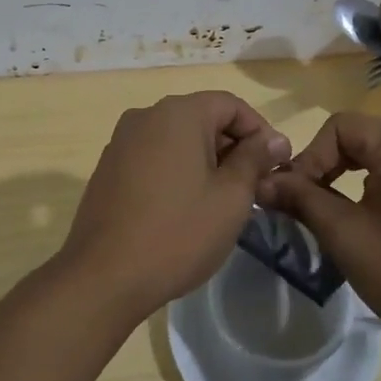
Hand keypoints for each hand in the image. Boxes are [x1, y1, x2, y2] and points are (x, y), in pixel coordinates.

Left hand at [59, 92, 291, 323]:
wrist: (104, 276)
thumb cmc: (179, 232)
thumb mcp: (231, 197)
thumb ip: (254, 159)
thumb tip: (274, 139)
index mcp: (178, 113)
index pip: (230, 104)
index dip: (259, 130)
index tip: (276, 164)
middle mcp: (146, 115)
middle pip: (202, 118)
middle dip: (233, 147)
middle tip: (255, 187)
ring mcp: (122, 141)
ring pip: (177, 138)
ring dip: (206, 160)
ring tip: (223, 200)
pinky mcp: (108, 167)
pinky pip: (154, 156)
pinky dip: (177, 170)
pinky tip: (185, 207)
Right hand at [258, 112, 380, 350]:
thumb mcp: (346, 235)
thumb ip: (302, 200)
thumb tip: (263, 182)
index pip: (339, 127)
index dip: (309, 157)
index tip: (293, 196)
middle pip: (356, 137)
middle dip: (324, 167)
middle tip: (303, 204)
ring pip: (375, 156)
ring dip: (344, 179)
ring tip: (326, 214)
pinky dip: (369, 188)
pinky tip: (363, 223)